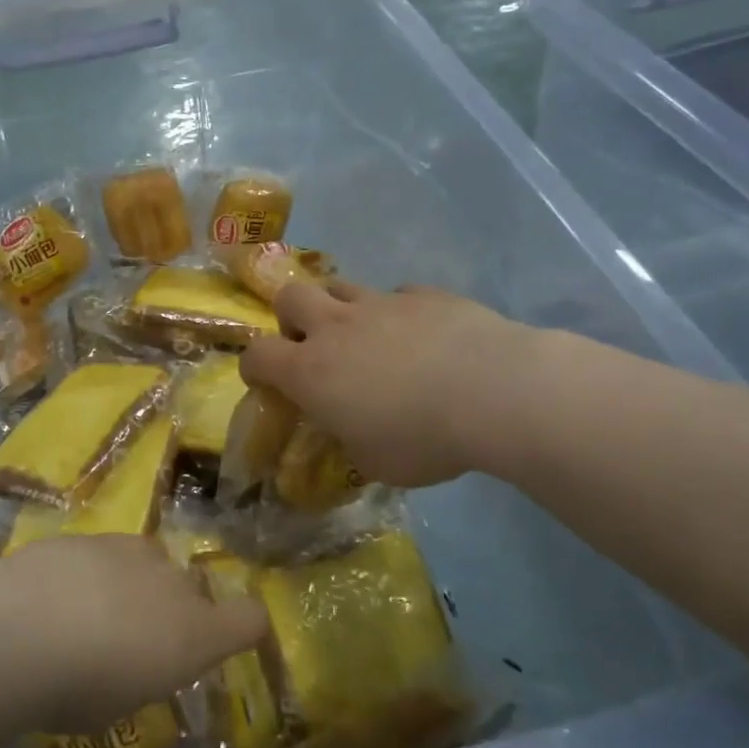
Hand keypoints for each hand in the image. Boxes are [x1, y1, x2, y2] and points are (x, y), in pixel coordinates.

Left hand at [0, 535, 268, 731]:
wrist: (17, 631)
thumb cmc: (77, 691)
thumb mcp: (123, 704)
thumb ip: (144, 672)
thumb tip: (136, 659)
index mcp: (194, 633)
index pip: (249, 619)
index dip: (241, 627)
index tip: (223, 639)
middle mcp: (172, 582)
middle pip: (190, 588)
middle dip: (171, 607)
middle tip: (131, 637)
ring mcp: (129, 550)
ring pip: (148, 562)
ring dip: (132, 582)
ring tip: (88, 612)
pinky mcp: (88, 535)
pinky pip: (106, 553)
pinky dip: (92, 570)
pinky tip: (54, 593)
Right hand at [240, 283, 540, 486]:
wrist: (495, 392)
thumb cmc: (423, 438)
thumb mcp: (374, 461)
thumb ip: (349, 440)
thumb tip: (350, 432)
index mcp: (311, 371)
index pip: (257, 355)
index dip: (254, 366)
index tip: (264, 381)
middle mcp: (336, 327)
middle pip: (290, 297)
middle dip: (291, 318)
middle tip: (313, 345)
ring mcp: (380, 304)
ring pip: (340, 286)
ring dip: (340, 308)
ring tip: (365, 336)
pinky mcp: (424, 295)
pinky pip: (398, 295)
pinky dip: (398, 313)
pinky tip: (421, 336)